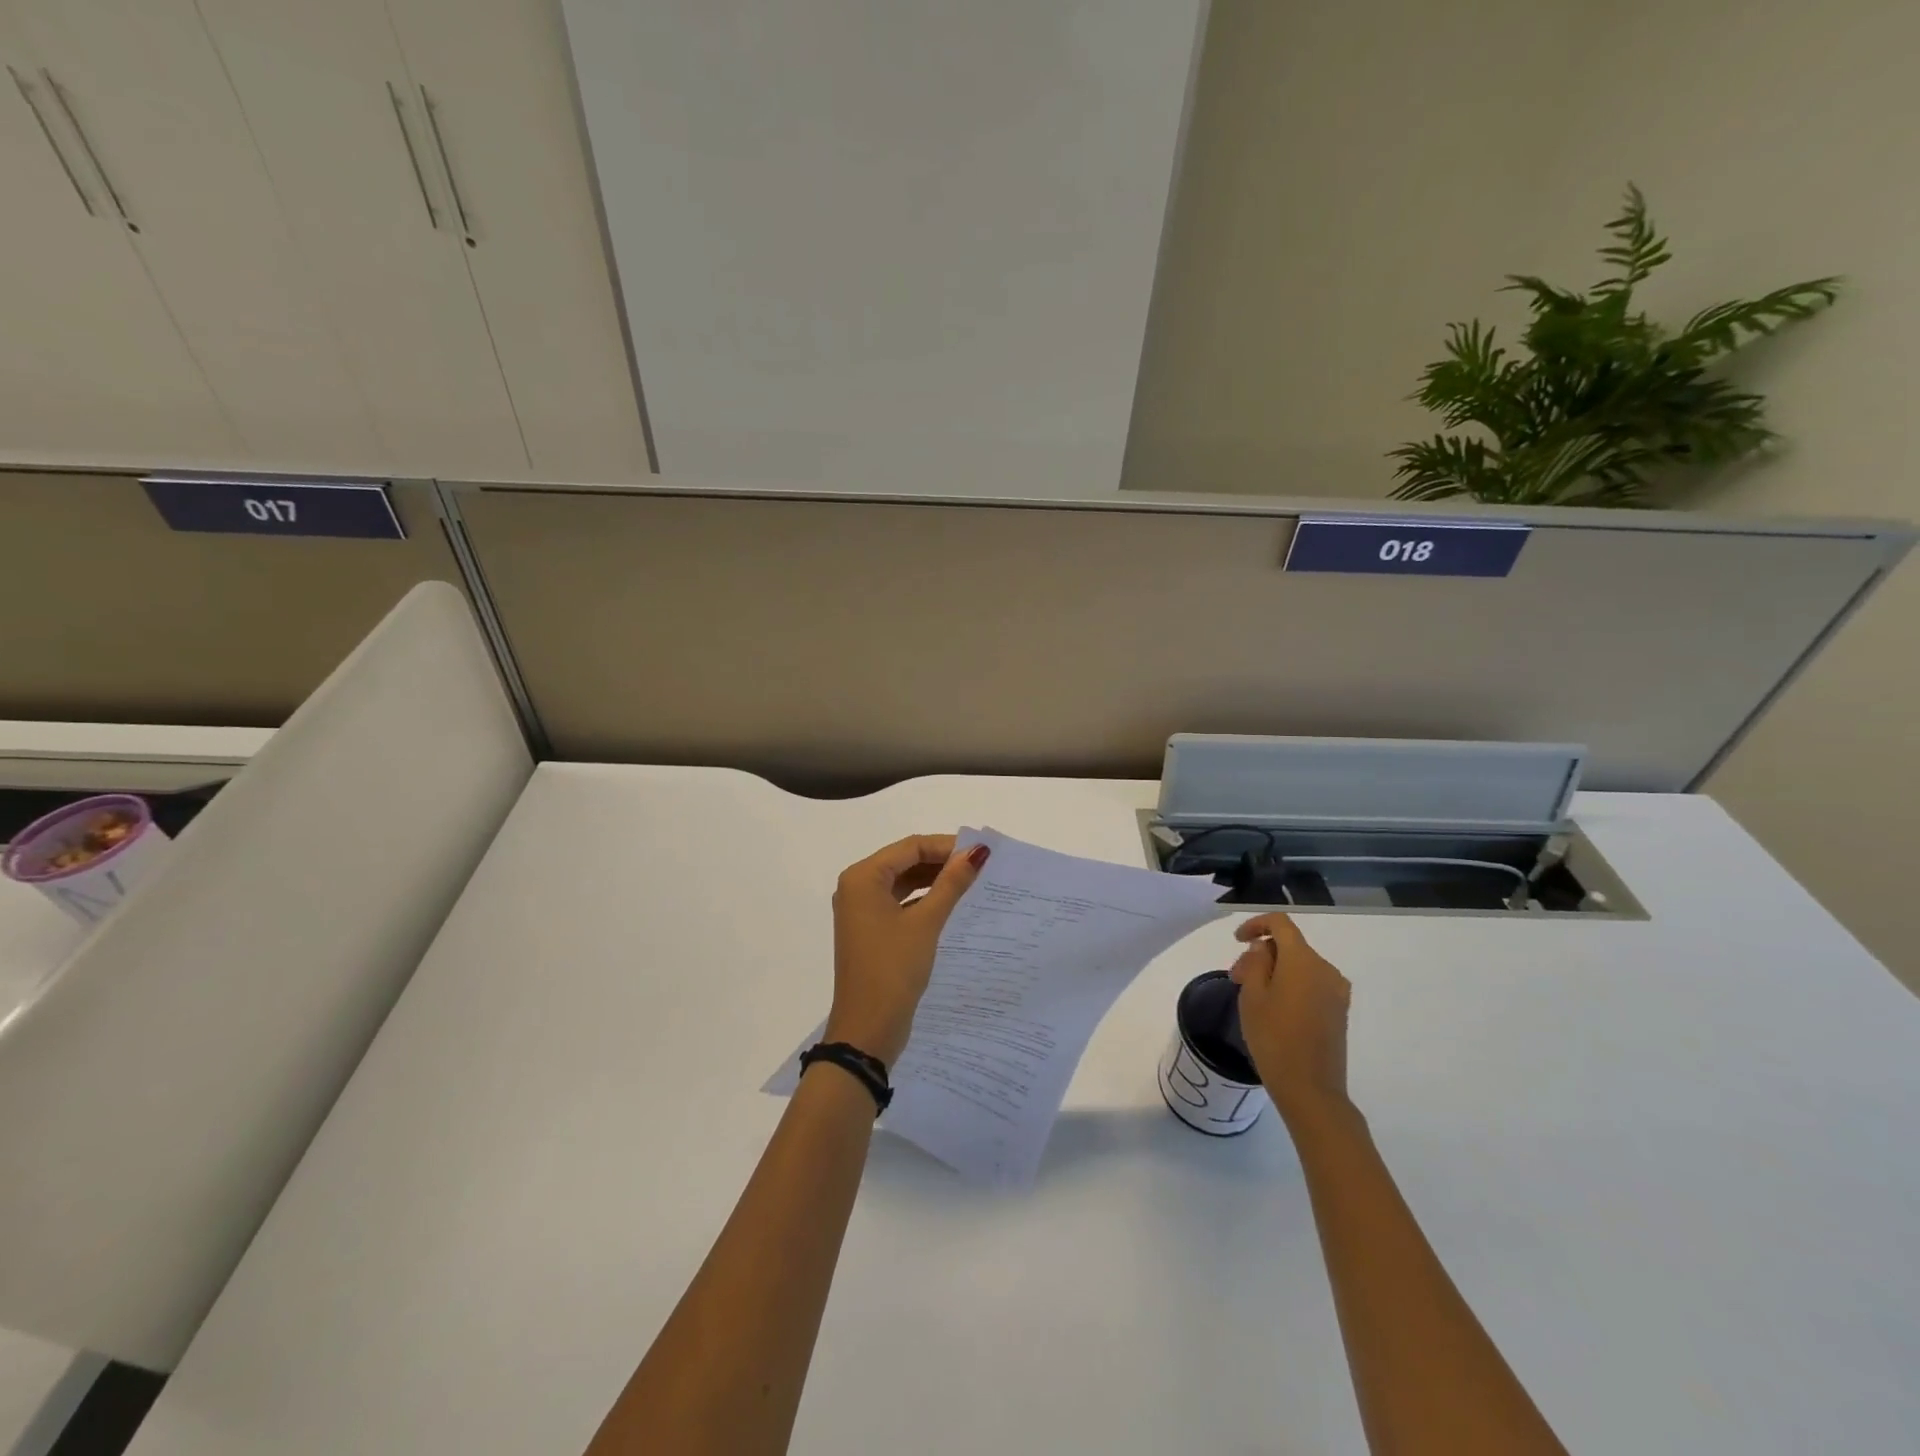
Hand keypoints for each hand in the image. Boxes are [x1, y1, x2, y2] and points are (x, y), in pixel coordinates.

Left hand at [824, 835, 989, 1065]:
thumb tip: (977, 852)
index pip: (910, 847)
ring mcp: (861, 911)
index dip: (946, 846)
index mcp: (862, 877)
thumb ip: (951, 883)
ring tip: (971, 883)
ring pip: (903, 882)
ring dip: (934, 880)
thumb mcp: (926, 922)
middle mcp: (857, 887)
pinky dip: (923, 900)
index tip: (981, 854)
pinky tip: (950, 905)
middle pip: (905, 861)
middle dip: (941, 861)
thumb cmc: (893, 969)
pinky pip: (899, 902)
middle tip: (980, 867)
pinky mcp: (870, 931)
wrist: (868, 1029)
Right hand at [1229, 913, 1353, 1125]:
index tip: (1237, 941)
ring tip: (1252, 996)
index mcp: (1303, 961)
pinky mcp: (1339, 1010)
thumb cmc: (1274, 1038)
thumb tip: (1264, 948)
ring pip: (1299, 966)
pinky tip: (1274, 1008)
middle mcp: (1326, 969)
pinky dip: (1290, 985)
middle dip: (1262, 954)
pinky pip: (1311, 983)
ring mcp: (1336, 991)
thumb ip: (1256, 962)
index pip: (1281, 923)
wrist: (1311, 1089)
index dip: (1256, 924)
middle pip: (1289, 946)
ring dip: (1275, 971)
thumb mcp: (1252, 996)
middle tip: (1236, 978)